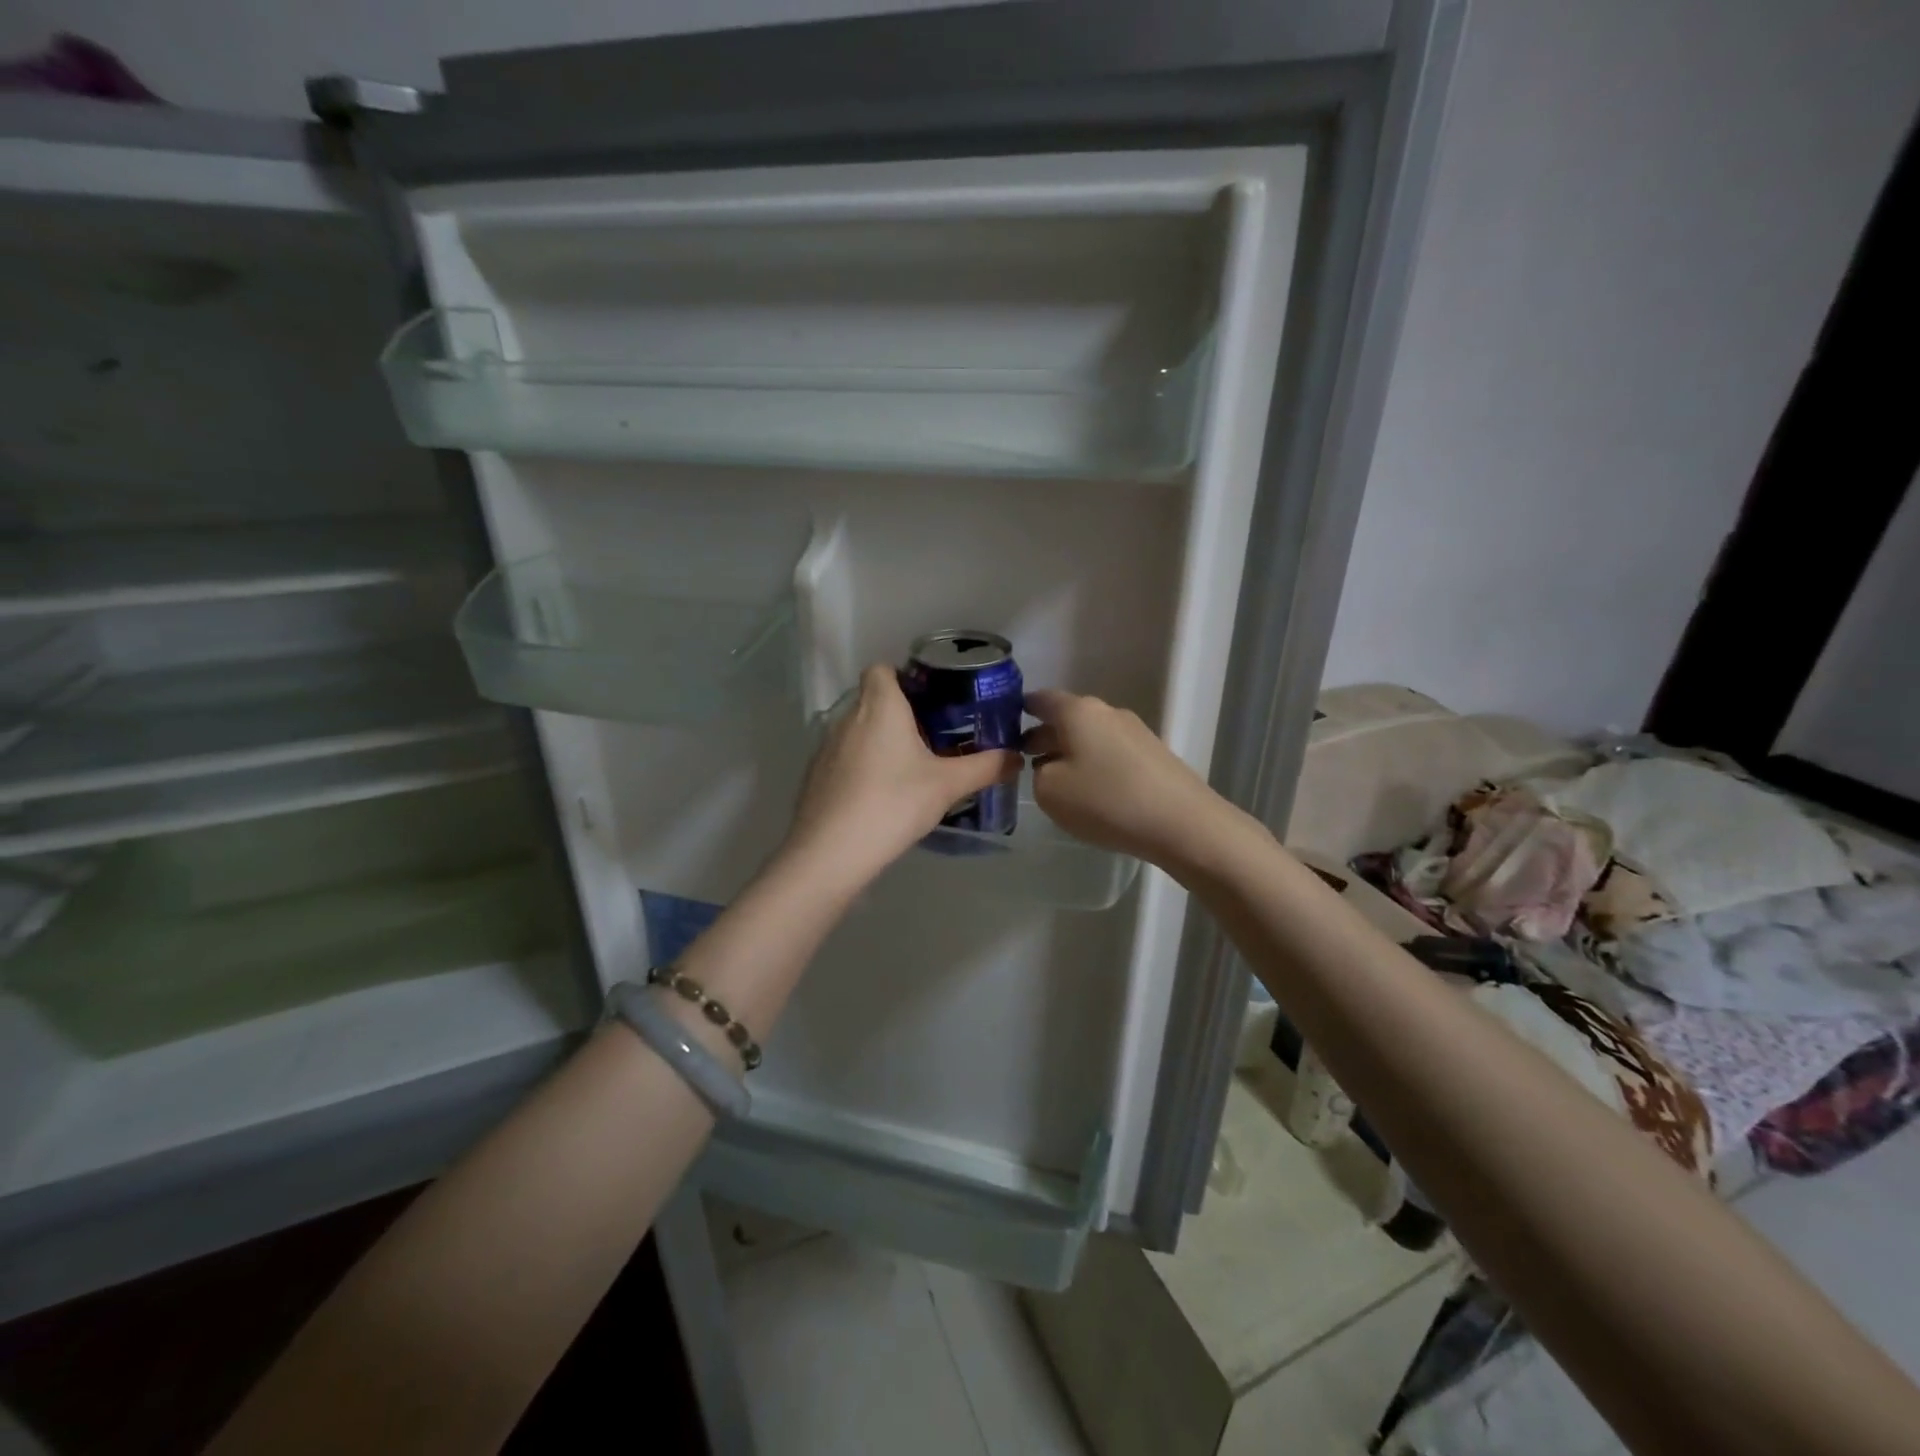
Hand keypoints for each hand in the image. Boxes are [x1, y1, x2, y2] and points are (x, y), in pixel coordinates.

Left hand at [780, 664, 1021, 891]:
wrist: (830, 852)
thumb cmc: (893, 803)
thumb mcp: (948, 786)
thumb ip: (985, 767)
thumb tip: (1016, 757)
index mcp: (879, 706)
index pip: (882, 669)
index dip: (904, 677)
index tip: (931, 700)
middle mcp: (847, 717)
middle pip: (873, 700)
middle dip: (900, 713)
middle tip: (933, 738)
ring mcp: (826, 747)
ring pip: (858, 730)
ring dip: (881, 741)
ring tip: (910, 768)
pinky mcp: (816, 775)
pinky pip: (845, 757)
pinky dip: (862, 765)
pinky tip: (881, 795)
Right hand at [1024, 689, 1241, 870]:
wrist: (1182, 823)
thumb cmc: (1106, 801)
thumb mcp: (1050, 792)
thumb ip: (1038, 772)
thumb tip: (1051, 765)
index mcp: (1077, 711)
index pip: (1039, 699)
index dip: (1017, 712)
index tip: (1003, 730)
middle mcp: (1106, 712)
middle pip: (1066, 718)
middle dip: (1043, 736)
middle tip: (1023, 761)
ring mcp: (1134, 731)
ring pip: (1089, 736)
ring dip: (1069, 752)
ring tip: (1056, 782)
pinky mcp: (1153, 754)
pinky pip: (1110, 752)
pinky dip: (1094, 765)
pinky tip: (1092, 792)